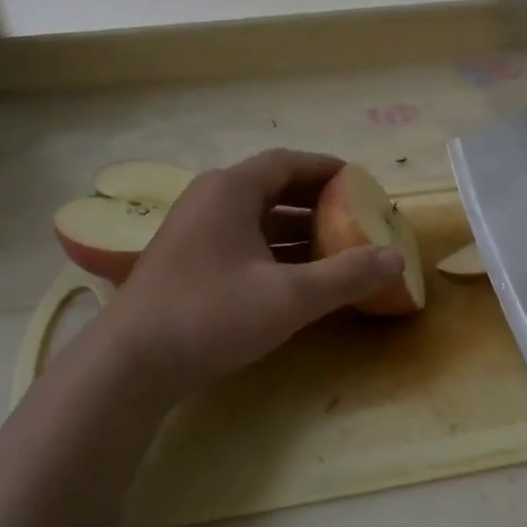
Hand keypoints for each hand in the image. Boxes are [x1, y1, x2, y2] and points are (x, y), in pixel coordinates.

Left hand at [96, 150, 403, 398]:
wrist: (131, 363)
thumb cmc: (211, 315)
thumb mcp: (289, 297)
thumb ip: (346, 276)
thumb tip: (396, 258)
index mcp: (231, 190)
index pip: (287, 163)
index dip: (326, 168)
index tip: (359, 181)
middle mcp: (209, 200)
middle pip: (271, 187)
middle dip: (315, 200)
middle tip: (353, 215)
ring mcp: (193, 231)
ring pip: (254, 217)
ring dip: (295, 228)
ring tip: (334, 246)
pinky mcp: (185, 262)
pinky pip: (240, 241)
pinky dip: (272, 250)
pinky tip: (293, 276)